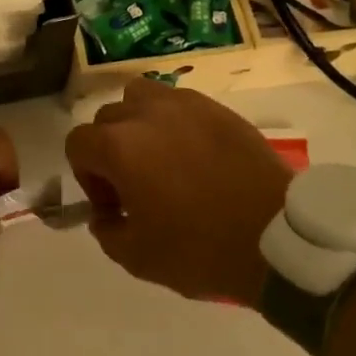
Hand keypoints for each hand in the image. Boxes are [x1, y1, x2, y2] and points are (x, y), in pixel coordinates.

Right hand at [65, 78, 291, 303]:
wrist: (277, 237)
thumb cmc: (201, 249)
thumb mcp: (139, 258)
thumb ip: (108, 231)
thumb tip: (106, 215)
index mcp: (120, 147)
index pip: (78, 142)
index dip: (86, 176)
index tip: (113, 205)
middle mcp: (146, 114)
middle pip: (107, 118)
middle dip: (110, 150)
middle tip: (135, 186)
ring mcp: (185, 105)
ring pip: (141, 96)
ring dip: (137, 122)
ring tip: (159, 156)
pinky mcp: (216, 108)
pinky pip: (179, 103)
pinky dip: (173, 121)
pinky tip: (194, 154)